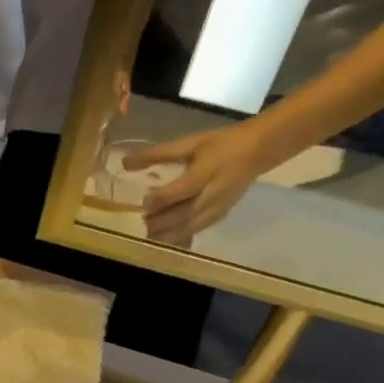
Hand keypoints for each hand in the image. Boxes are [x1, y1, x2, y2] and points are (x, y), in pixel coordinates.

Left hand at [129, 123, 271, 245]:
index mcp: (206, 172)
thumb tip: (125, 163)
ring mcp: (217, 208)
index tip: (143, 202)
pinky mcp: (220, 216)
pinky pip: (197, 230)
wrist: (258, 150)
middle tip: (143, 222)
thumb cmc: (221, 143)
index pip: (180, 190)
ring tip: (150, 235)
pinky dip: (180, 237)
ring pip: (189, 227)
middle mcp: (212, 194)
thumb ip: (158, 154)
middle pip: (183, 214)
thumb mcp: (190, 143)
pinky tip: (166, 239)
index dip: (160, 199)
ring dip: (168, 234)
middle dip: (161, 221)